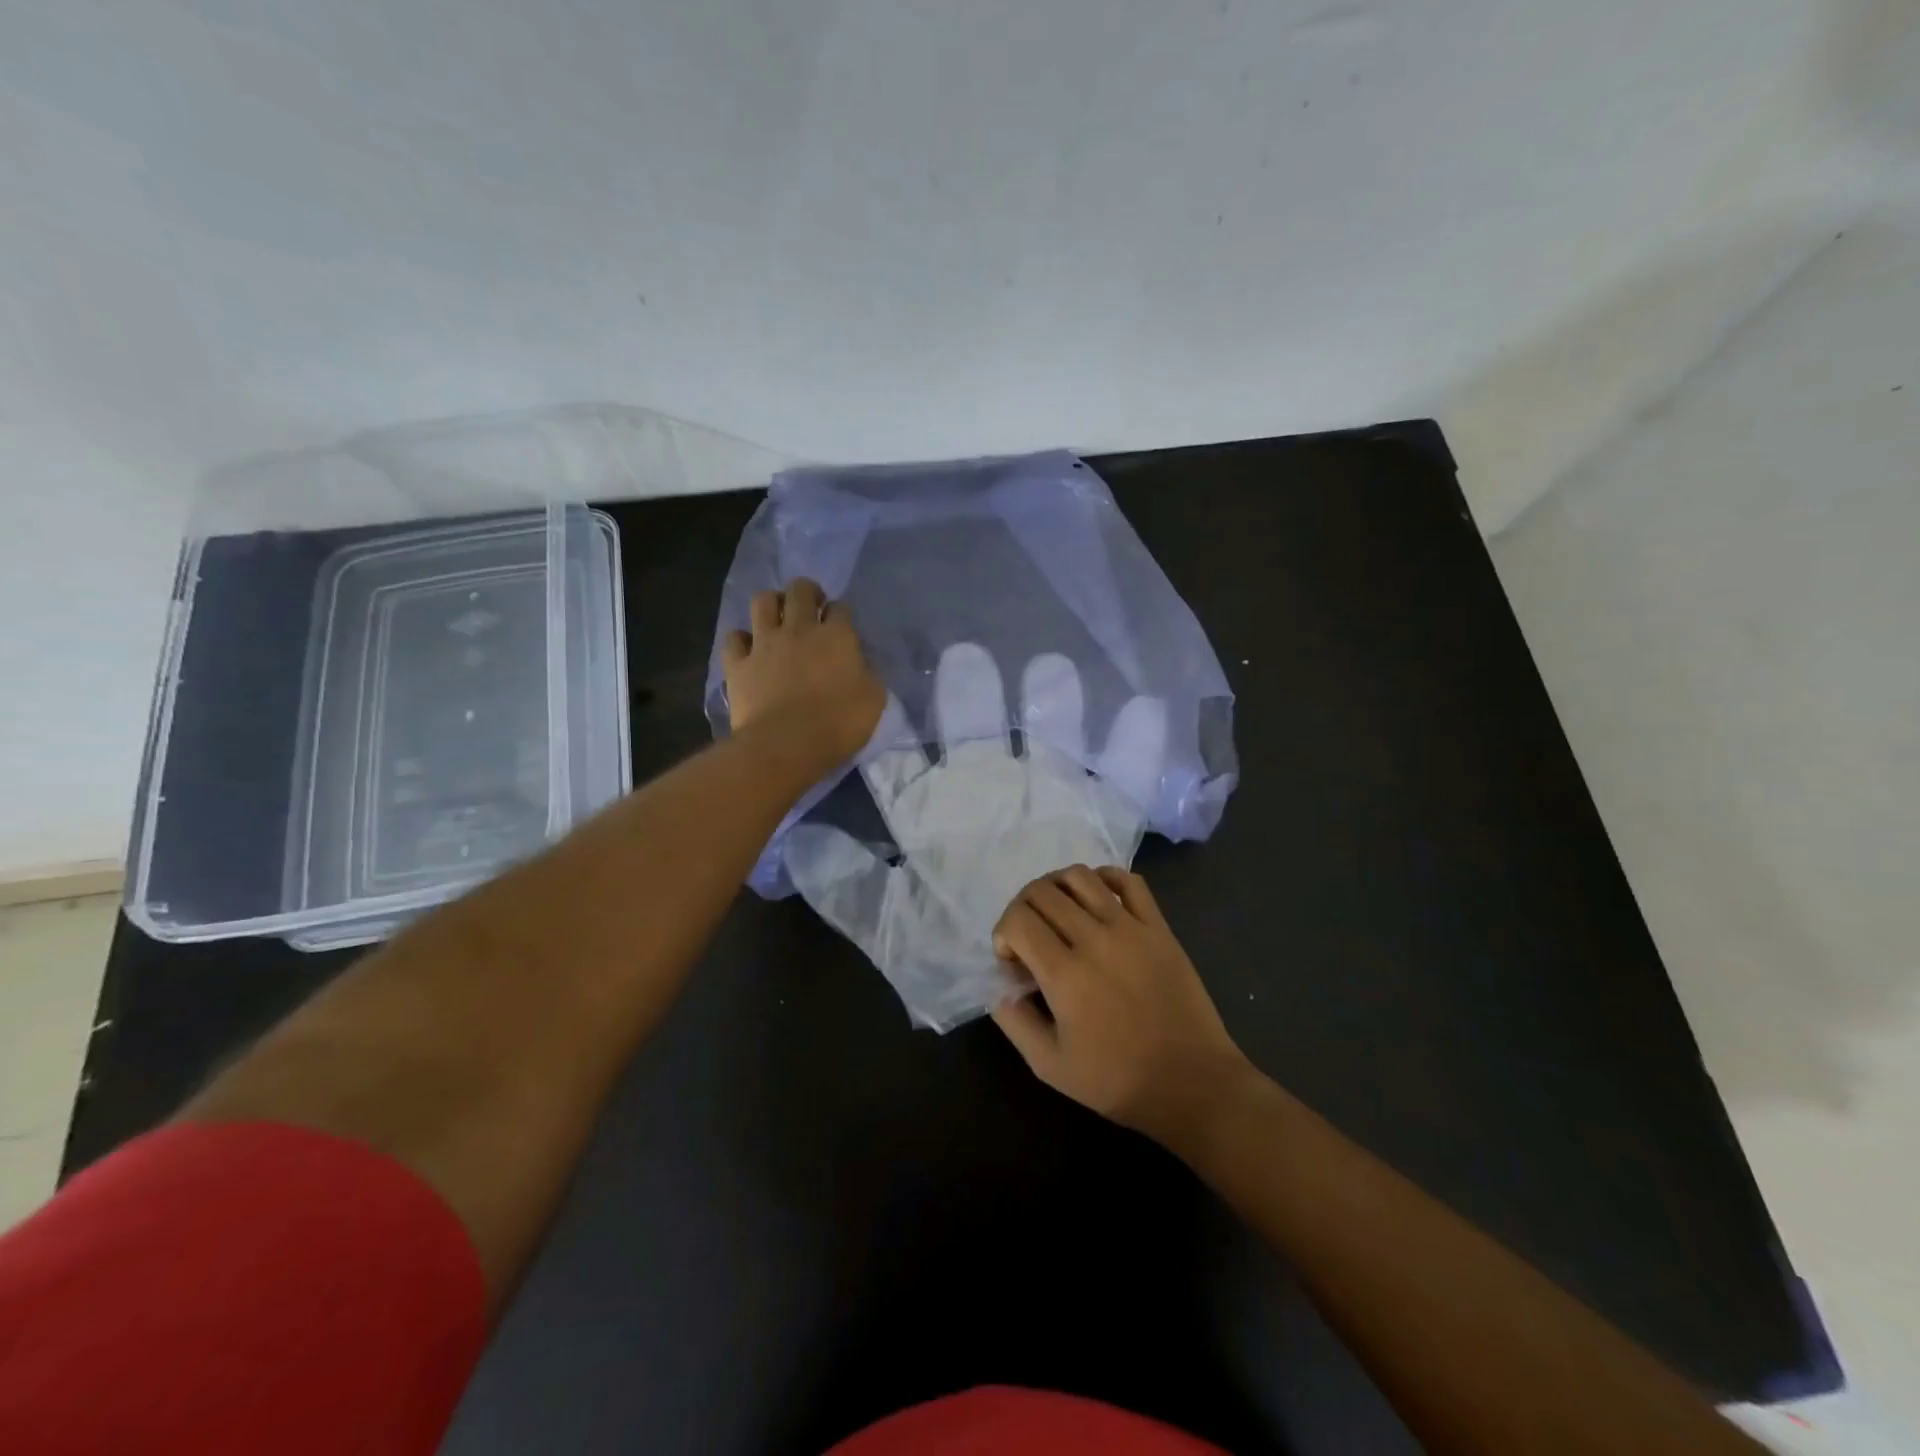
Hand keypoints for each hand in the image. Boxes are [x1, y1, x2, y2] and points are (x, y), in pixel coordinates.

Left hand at [722, 578, 884, 764]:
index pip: (841, 608)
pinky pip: (734, 638)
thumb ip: (868, 674)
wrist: (786, 745)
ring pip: (762, 601)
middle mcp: (799, 629)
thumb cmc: (838, 724)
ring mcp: (764, 643)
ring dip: (772, 603)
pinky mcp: (738, 663)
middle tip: (811, 607)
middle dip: (807, 592)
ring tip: (777, 617)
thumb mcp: (874, 700)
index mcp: (837, 636)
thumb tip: (859, 664)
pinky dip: (741, 640)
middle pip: (800, 590)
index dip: (842, 613)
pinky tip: (748, 649)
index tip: (843, 626)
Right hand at [990, 865, 1254, 1147]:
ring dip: (1056, 886)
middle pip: (1042, 892)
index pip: (1018, 919)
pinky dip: (1104, 877)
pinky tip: (1096, 898)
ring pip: (1080, 876)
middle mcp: (1094, 939)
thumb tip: (1000, 986)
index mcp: (1064, 973)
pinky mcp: (1158, 927)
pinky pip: (1128, 881)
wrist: (1192, 1082)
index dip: (1003, 933)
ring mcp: (1130, 927)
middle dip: (1023, 908)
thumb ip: (1014, 1021)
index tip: (1013, 960)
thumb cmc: (1117, 1080)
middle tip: (1029, 937)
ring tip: (1058, 912)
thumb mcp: (1049, 1065)